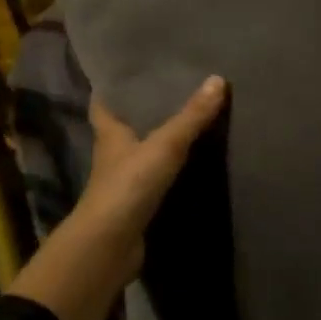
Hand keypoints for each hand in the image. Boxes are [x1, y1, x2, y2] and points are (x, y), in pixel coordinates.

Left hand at [10, 77, 228, 319]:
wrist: (110, 245)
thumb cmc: (129, 185)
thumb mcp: (164, 145)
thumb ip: (191, 116)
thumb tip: (218, 79)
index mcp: (109, 133)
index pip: (103, 103)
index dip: (111, 89)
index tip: (128, 74)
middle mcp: (112, 155)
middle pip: (123, 127)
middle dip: (140, 112)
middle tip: (169, 92)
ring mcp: (122, 182)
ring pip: (139, 154)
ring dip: (156, 142)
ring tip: (186, 122)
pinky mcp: (135, 205)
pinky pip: (153, 180)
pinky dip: (167, 172)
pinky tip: (188, 165)